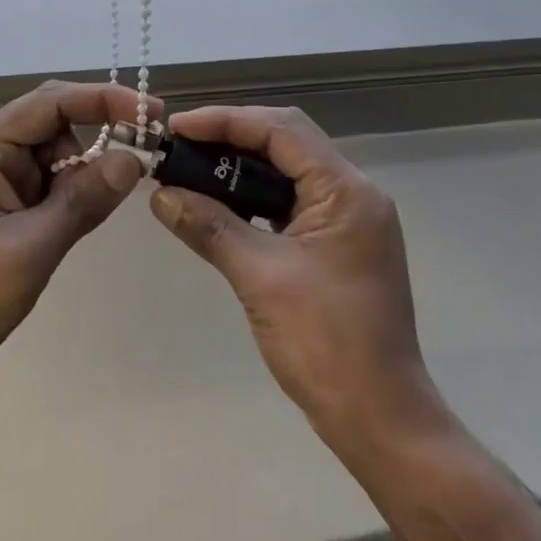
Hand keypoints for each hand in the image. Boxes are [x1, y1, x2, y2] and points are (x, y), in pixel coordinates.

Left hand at [0, 80, 156, 392]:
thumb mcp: (28, 251)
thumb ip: (82, 201)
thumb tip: (134, 159)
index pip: (51, 102)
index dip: (105, 99)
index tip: (152, 114)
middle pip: (53, 121)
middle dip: (98, 134)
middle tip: (145, 153)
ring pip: (53, 153)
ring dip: (82, 174)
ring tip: (86, 217)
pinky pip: (44, 181)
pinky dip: (68, 194)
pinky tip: (74, 222)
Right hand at [150, 106, 444, 454]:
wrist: (381, 420)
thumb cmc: (326, 344)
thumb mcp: (260, 278)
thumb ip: (209, 227)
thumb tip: (160, 195)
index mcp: (346, 190)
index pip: (281, 130)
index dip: (226, 120)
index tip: (177, 127)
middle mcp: (354, 194)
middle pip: (287, 143)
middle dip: (231, 138)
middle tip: (180, 145)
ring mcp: (349, 221)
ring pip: (288, 172)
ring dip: (241, 169)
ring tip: (192, 169)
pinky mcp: (338, 246)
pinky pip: (292, 204)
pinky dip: (255, 199)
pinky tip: (221, 207)